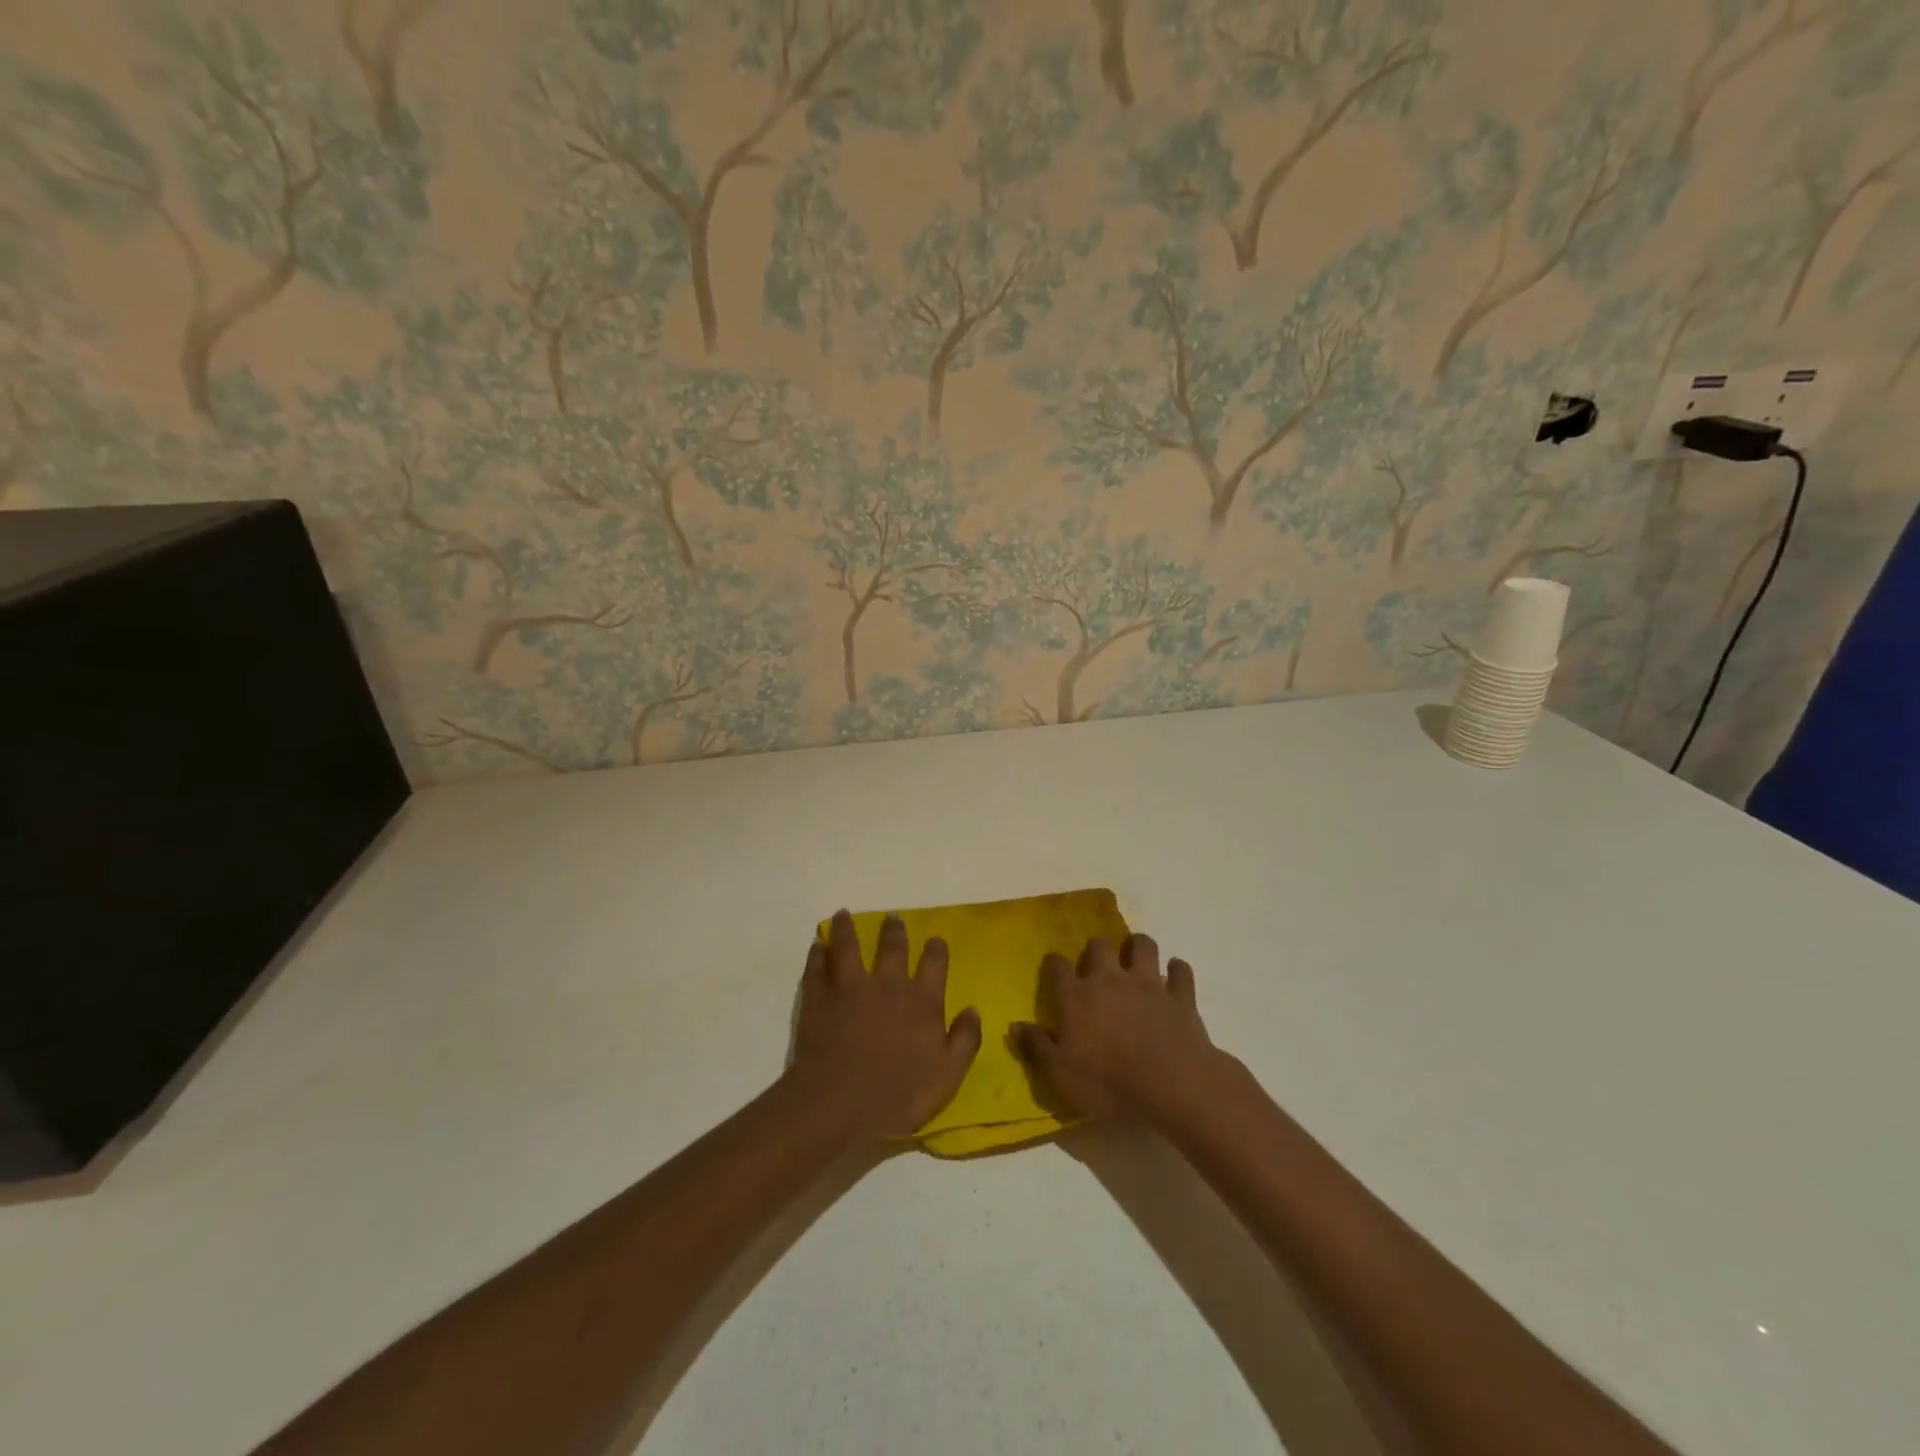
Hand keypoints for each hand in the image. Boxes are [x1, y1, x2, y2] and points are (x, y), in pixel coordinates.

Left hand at [786, 910, 981, 1144]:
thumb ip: (965, 1039)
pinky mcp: (819, 997)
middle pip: (892, 946)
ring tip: (843, 915)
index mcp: (922, 1000)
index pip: (934, 963)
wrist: (840, 1104)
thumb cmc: (899, 1095)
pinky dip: (817, 954)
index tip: (935, 940)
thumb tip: (973, 1009)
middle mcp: (888, 984)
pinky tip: (817, 947)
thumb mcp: (948, 1075)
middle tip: (892, 917)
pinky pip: (817, 967)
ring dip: (846, 929)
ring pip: (848, 946)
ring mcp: (849, 987)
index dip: (936, 949)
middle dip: (894, 930)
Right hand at [1013, 934, 1222, 1122]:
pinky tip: (1175, 978)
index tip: (1054, 969)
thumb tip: (1015, 1024)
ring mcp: (1148, 983)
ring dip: (1138, 947)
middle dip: (1096, 949)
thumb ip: (1037, 1046)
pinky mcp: (1180, 995)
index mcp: (1077, 996)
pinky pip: (1181, 971)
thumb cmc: (1108, 1084)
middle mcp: (1110, 979)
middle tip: (1098, 964)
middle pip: (1099, 945)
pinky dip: (1178, 971)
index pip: (1058, 966)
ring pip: (1143, 945)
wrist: (1171, 1085)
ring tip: (1136, 959)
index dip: (1054, 964)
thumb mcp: (1061, 1074)